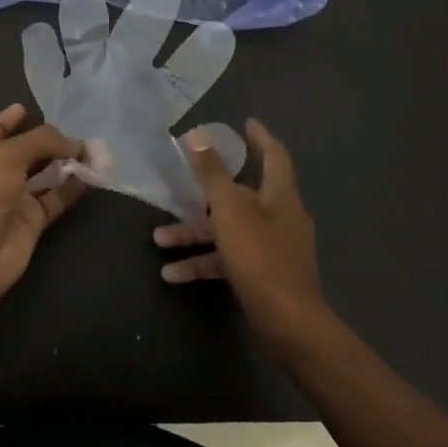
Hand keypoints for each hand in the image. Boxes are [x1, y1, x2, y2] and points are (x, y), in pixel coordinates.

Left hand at [0, 103, 85, 298]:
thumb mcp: (7, 155)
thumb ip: (41, 141)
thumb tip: (73, 143)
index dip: (8, 120)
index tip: (25, 108)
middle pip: (27, 152)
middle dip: (50, 142)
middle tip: (79, 134)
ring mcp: (15, 199)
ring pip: (45, 175)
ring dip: (67, 163)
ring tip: (94, 151)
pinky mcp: (33, 221)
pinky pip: (57, 198)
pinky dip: (74, 186)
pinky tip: (92, 175)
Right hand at [153, 119, 328, 339]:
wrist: (289, 324)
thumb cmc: (260, 258)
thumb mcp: (230, 211)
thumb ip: (213, 174)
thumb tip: (199, 136)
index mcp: (280, 196)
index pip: (274, 155)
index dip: (260, 137)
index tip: (246, 122)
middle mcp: (280, 217)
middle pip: (242, 195)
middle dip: (208, 192)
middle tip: (183, 182)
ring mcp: (272, 248)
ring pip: (229, 231)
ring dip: (195, 234)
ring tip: (158, 239)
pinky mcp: (262, 275)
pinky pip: (229, 260)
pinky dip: (204, 263)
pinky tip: (173, 274)